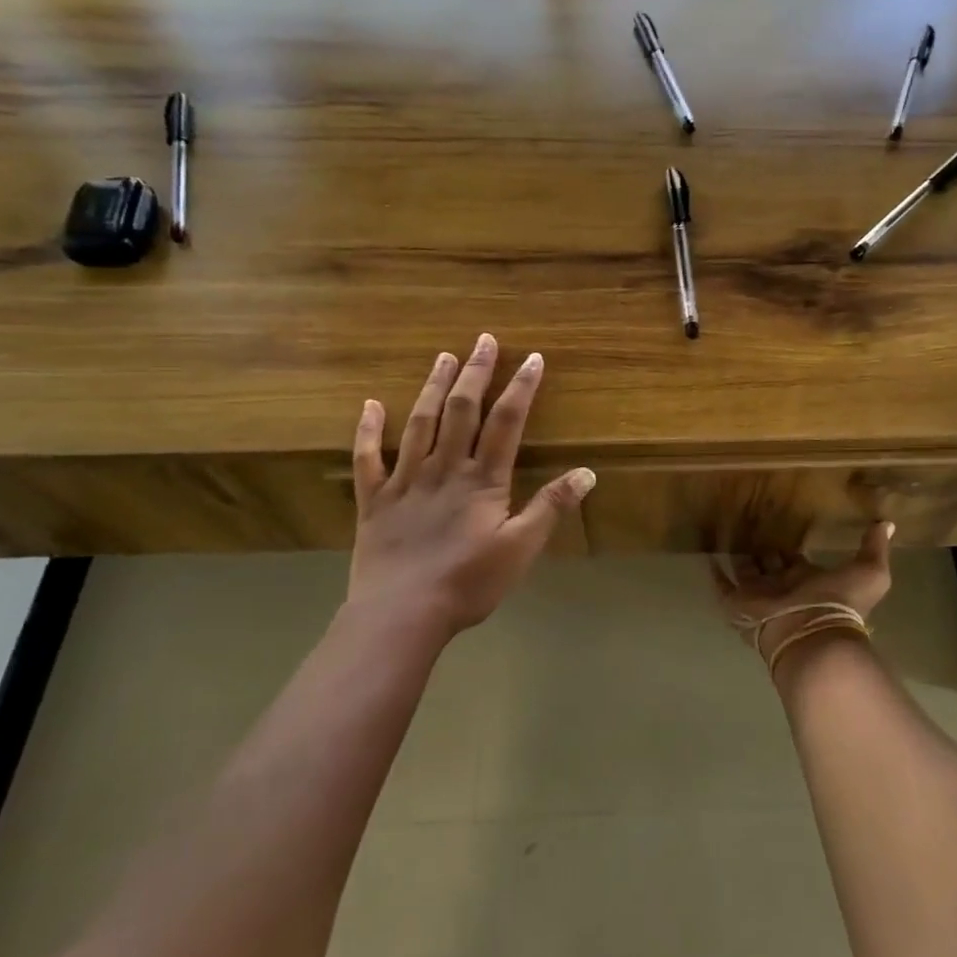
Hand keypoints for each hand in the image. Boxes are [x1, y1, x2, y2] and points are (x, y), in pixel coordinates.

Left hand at [344, 335, 594, 639]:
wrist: (401, 615)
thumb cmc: (467, 584)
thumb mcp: (521, 549)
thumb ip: (551, 508)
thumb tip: (588, 472)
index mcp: (482, 481)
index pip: (506, 423)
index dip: (521, 389)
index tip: (532, 358)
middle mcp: (444, 470)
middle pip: (462, 412)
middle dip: (476, 373)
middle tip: (483, 340)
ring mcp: (405, 481)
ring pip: (420, 424)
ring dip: (433, 388)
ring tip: (444, 357)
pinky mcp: (374, 500)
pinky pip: (368, 459)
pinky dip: (368, 431)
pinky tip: (370, 405)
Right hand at [711, 523, 894, 672]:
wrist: (811, 635)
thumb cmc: (839, 603)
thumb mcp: (869, 572)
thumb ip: (874, 548)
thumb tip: (887, 523)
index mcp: (808, 579)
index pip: (796, 559)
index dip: (791, 546)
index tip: (783, 523)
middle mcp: (782, 586)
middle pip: (769, 564)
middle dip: (763, 548)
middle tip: (751, 522)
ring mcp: (758, 596)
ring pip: (746, 572)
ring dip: (739, 555)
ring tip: (727, 531)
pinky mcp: (737, 604)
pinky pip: (722, 587)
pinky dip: (715, 574)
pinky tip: (708, 557)